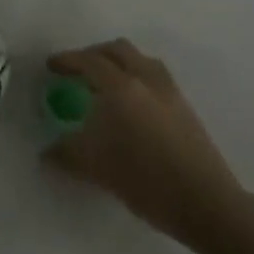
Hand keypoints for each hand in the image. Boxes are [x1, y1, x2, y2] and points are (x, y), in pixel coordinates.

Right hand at [44, 39, 253, 253]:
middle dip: (94, 54)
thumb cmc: (145, 179)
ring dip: (119, 64)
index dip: (67, 60)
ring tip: (104, 85)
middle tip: (77, 70)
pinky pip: (155, 77)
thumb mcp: (95, 168)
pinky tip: (131, 107)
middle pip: (118, 50)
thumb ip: (66, 154)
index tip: (51, 66)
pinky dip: (136, 78)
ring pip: (141, 61)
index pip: (89, 61)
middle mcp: (147, 79)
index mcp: (122, 87)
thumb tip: (47, 152)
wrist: (205, 203)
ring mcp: (170, 92)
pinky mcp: (185, 108)